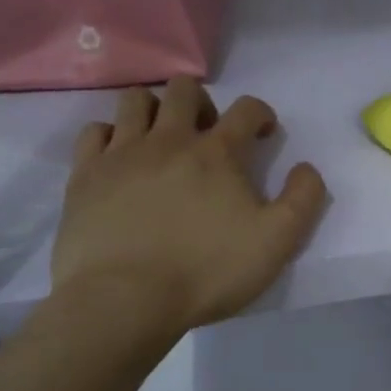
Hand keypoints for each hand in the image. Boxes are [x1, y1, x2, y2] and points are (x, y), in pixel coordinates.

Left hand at [49, 77, 327, 335]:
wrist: (125, 301)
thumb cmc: (206, 271)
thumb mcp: (277, 242)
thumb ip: (303, 199)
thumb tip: (306, 168)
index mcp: (217, 152)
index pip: (247, 108)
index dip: (261, 114)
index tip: (263, 134)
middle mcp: (169, 139)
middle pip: (185, 89)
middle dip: (203, 103)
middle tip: (209, 135)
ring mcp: (121, 154)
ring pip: (136, 101)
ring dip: (155, 109)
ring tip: (162, 140)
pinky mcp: (85, 175)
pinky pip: (94, 132)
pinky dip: (111, 136)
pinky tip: (119, 158)